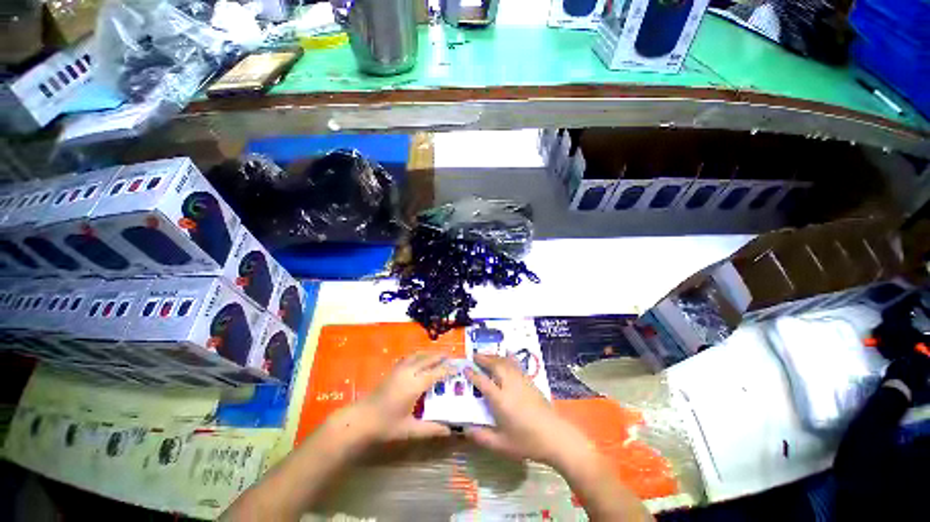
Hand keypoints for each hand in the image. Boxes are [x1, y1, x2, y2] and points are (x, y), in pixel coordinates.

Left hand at [329, 352, 455, 447]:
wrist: (361, 419)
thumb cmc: (386, 425)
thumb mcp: (410, 429)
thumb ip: (431, 429)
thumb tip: (450, 431)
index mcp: (415, 385)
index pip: (436, 373)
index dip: (448, 369)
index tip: (458, 367)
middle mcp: (409, 372)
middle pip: (428, 359)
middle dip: (441, 356)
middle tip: (452, 357)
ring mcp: (400, 369)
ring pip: (419, 355)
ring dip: (430, 353)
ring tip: (439, 355)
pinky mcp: (394, 369)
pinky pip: (410, 356)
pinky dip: (420, 354)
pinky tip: (421, 358)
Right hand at [464, 354, 596, 467]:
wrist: (555, 436)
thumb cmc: (527, 442)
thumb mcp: (501, 445)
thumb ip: (482, 437)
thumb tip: (465, 429)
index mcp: (500, 400)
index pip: (483, 382)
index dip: (473, 374)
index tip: (465, 368)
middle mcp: (509, 385)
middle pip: (495, 365)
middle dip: (484, 358)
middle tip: (474, 355)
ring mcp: (521, 381)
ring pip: (505, 362)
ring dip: (495, 356)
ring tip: (487, 354)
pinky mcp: (530, 381)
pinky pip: (516, 364)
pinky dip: (509, 357)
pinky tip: (507, 354)